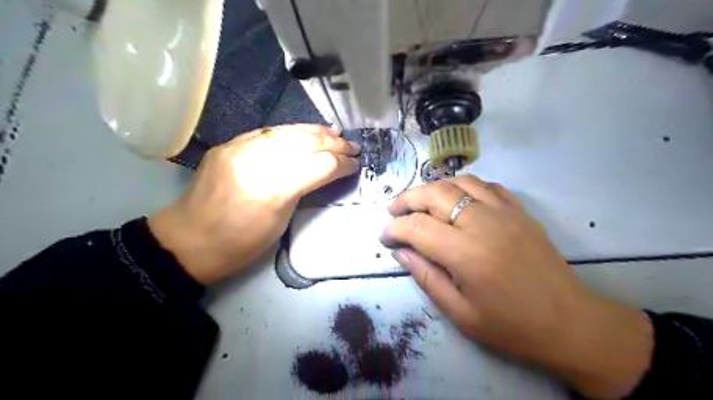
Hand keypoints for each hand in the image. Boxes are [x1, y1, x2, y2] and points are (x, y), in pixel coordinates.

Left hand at [151, 123, 361, 283]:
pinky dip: (292, 131)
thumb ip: (304, 190)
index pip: (319, 165)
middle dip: (335, 144)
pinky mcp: (229, 144)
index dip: (342, 163)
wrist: (188, 241)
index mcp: (273, 190)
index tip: (356, 165)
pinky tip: (306, 132)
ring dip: (316, 132)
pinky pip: (268, 132)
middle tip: (353, 147)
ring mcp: (239, 148)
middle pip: (306, 143)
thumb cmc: (241, 243)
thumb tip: (327, 171)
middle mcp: (256, 162)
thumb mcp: (281, 222)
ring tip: (336, 135)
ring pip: (288, 131)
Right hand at [381, 175, 652, 399]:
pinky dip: (464, 186)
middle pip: (434, 194)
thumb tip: (401, 252)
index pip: (417, 227)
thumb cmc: (512, 326)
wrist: (571, 323)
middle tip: (393, 211)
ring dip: (433, 188)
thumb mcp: (461, 313)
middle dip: (406, 199)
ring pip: (459, 182)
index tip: (384, 237)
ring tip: (420, 202)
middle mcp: (483, 223)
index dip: (394, 228)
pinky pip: (486, 185)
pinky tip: (457, 198)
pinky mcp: (520, 211)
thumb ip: (427, 277)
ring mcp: (505, 212)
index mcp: (466, 253)